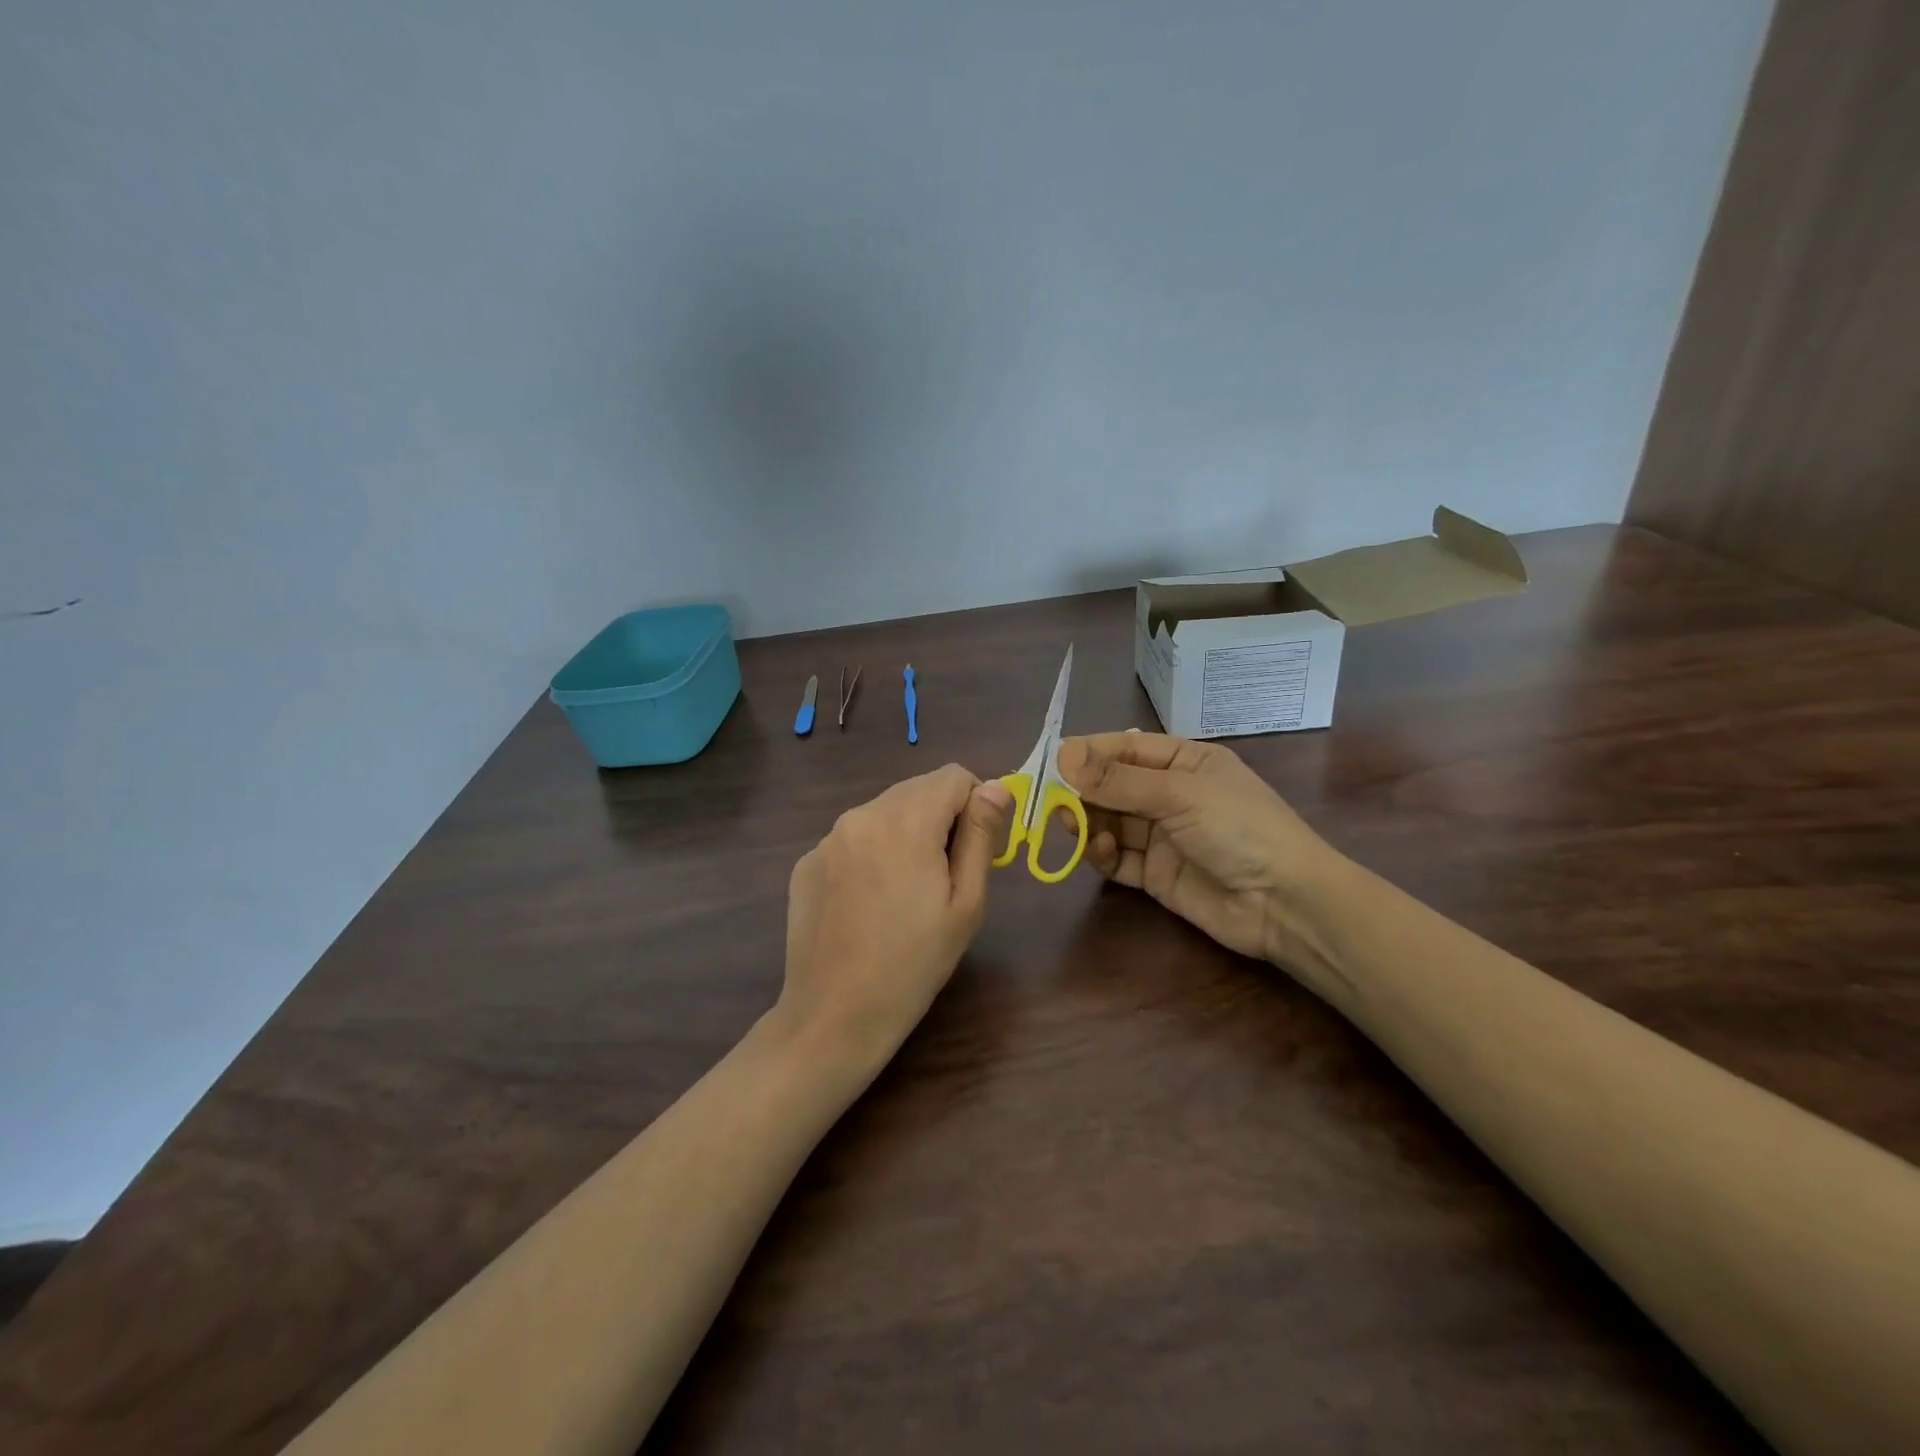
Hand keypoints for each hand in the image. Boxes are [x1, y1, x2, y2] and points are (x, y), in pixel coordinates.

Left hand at [776, 764, 1013, 1076]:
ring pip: (883, 813)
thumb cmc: (915, 963)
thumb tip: (995, 787)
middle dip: (940, 818)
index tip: (975, 848)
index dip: (975, 804)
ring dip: (904, 834)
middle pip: (916, 790)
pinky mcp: (806, 863)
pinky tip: (868, 904)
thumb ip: (981, 835)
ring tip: (905, 894)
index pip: (953, 775)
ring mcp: (827, 839)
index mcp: (904, 820)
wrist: (834, 1017)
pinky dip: (870, 854)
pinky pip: (852, 840)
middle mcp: (860, 815)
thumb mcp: (965, 903)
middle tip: (943, 877)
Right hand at [1057, 732, 1340, 967]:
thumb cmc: (1238, 828)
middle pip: (1114, 786)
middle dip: (1084, 790)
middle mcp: (1172, 795)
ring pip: (1111, 821)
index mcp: (1186, 762)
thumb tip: (1063, 755)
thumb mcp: (1179, 794)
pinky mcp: (1157, 875)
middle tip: (1053, 800)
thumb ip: (1118, 780)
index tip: (1053, 760)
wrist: (1284, 904)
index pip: (1127, 748)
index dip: (1090, 753)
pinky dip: (1104, 854)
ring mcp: (1164, 836)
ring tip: (1075, 825)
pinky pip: (1119, 859)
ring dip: (1090, 821)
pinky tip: (1103, 852)